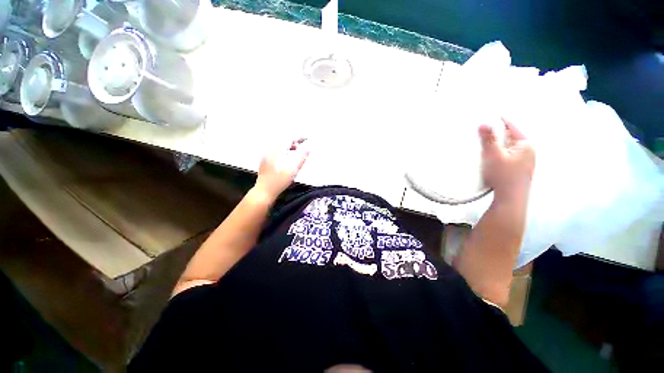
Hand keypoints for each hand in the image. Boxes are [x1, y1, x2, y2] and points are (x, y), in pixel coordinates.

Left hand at [254, 138, 309, 200]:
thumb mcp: (294, 169)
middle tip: (302, 144)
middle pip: (283, 141)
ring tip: (296, 152)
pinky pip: (276, 152)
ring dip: (289, 148)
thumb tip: (308, 149)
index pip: (289, 138)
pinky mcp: (265, 161)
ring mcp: (266, 156)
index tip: (306, 138)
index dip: (299, 138)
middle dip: (294, 142)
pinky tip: (287, 159)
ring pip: (280, 147)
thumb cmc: (279, 180)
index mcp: (277, 150)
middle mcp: (270, 150)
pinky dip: (284, 152)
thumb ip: (302, 157)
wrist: (264, 191)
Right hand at [479, 119, 534, 200]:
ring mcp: (523, 161)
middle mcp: (527, 151)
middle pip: (508, 138)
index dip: (499, 121)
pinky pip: (506, 156)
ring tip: (485, 146)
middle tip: (483, 131)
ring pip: (507, 148)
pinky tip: (490, 159)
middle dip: (496, 135)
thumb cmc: (504, 176)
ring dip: (496, 145)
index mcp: (526, 145)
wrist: (510, 198)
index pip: (511, 127)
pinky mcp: (517, 169)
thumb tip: (483, 123)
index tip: (489, 115)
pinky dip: (498, 154)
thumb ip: (488, 139)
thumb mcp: (494, 155)